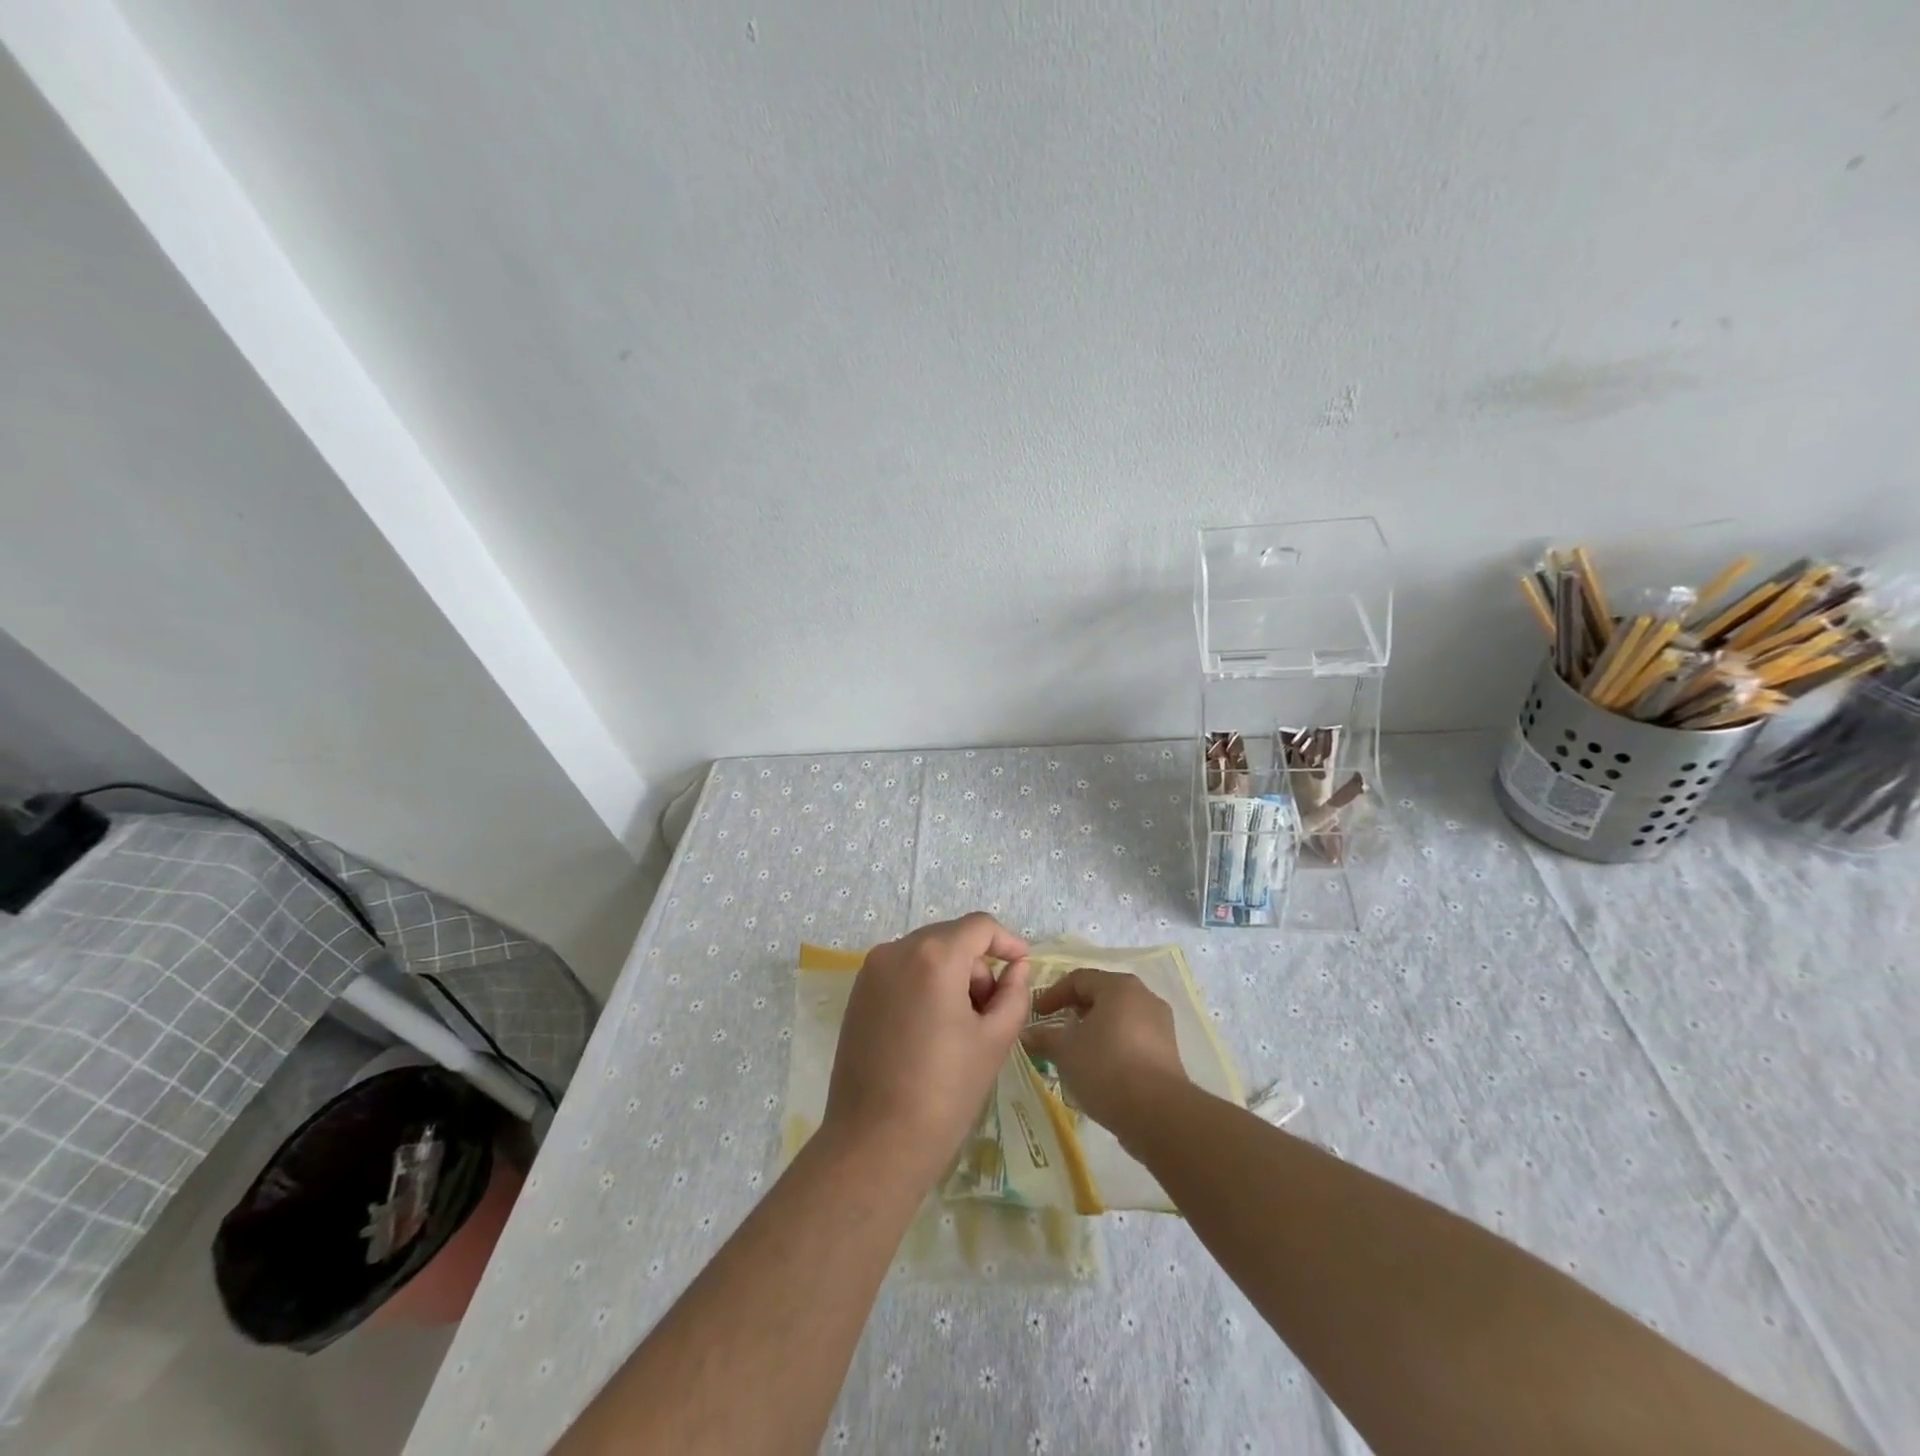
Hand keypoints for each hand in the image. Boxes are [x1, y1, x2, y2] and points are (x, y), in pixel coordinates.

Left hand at [823, 913, 1031, 1191]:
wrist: (874, 1143)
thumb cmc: (944, 1092)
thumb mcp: (994, 1041)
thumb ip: (1014, 994)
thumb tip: (1016, 968)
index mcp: (934, 956)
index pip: (979, 926)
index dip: (1006, 941)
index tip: (1022, 966)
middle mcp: (897, 951)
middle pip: (951, 938)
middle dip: (978, 965)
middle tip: (992, 1010)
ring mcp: (871, 971)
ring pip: (926, 954)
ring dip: (951, 976)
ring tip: (962, 1027)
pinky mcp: (857, 994)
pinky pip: (902, 972)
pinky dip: (924, 985)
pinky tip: (931, 1030)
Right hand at [1020, 968, 1189, 1137]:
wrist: (1158, 1113)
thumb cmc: (1106, 1068)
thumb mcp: (1065, 1051)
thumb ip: (1045, 1037)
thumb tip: (1027, 1033)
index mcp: (1119, 986)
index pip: (1079, 979)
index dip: (1053, 994)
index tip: (1037, 1014)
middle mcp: (1144, 996)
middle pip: (1102, 994)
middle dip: (1075, 1009)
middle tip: (1056, 1027)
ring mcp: (1161, 1024)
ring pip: (1119, 1017)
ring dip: (1095, 1028)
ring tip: (1076, 1050)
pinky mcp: (1168, 1051)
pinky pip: (1133, 1037)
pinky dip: (1113, 1044)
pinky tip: (1100, 1067)